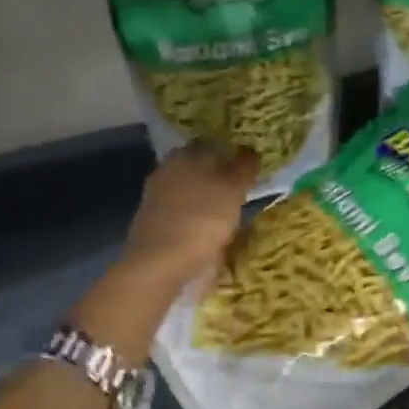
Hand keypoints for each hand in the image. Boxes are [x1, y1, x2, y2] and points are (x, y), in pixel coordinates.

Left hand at [122, 142, 258, 291]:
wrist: (161, 264)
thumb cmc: (201, 220)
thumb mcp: (232, 190)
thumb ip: (244, 168)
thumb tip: (252, 151)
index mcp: (186, 156)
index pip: (212, 144)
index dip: (232, 151)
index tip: (251, 164)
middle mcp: (169, 171)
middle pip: (201, 168)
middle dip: (221, 175)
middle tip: (246, 188)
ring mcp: (159, 199)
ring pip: (192, 191)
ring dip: (210, 198)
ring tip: (234, 212)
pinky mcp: (157, 224)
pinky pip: (185, 213)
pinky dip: (200, 218)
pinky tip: (214, 230)